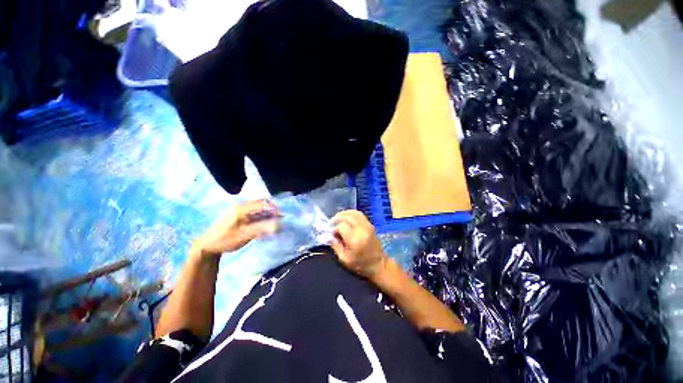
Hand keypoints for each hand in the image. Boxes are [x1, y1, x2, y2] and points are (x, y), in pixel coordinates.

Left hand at [191, 200, 279, 259]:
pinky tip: (265, 222)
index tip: (283, 214)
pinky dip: (262, 216)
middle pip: (261, 203)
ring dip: (267, 212)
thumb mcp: (244, 235)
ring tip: (275, 220)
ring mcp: (239, 211)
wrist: (206, 246)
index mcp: (242, 209)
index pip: (262, 204)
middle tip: (281, 216)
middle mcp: (241, 207)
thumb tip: (278, 225)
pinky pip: (254, 213)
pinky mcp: (239, 216)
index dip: (274, 208)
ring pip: (258, 208)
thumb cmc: (225, 240)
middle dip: (272, 208)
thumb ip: (262, 229)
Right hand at [330, 210, 387, 279]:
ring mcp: (367, 225)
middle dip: (337, 218)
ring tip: (338, 219)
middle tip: (331, 223)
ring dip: (344, 214)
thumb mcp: (344, 259)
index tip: (332, 234)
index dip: (334, 228)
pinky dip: (351, 214)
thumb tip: (330, 236)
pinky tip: (346, 218)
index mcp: (355, 239)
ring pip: (354, 213)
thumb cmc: (361, 265)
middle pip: (347, 216)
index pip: (341, 226)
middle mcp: (362, 229)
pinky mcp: (370, 225)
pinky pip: (360, 214)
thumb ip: (336, 246)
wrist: (379, 265)